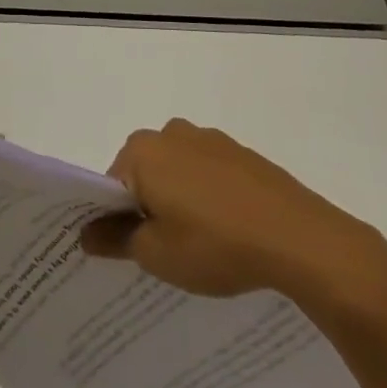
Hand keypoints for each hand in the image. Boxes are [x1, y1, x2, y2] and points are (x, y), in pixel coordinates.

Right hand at [80, 118, 386, 318]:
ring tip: (199, 245)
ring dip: (179, 201)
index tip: (125, 250)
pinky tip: (228, 233)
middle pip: (143, 173)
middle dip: (146, 207)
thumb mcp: (156, 254)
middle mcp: (171, 133)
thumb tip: (86, 234)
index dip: (112, 219)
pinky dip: (209, 198)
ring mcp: (211, 140)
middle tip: (160, 251)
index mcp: (142, 151)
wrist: (301, 240)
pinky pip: (210, 175)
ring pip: (178, 172)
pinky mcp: (243, 154)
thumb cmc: (215, 245)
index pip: (110, 184)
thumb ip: (115, 240)